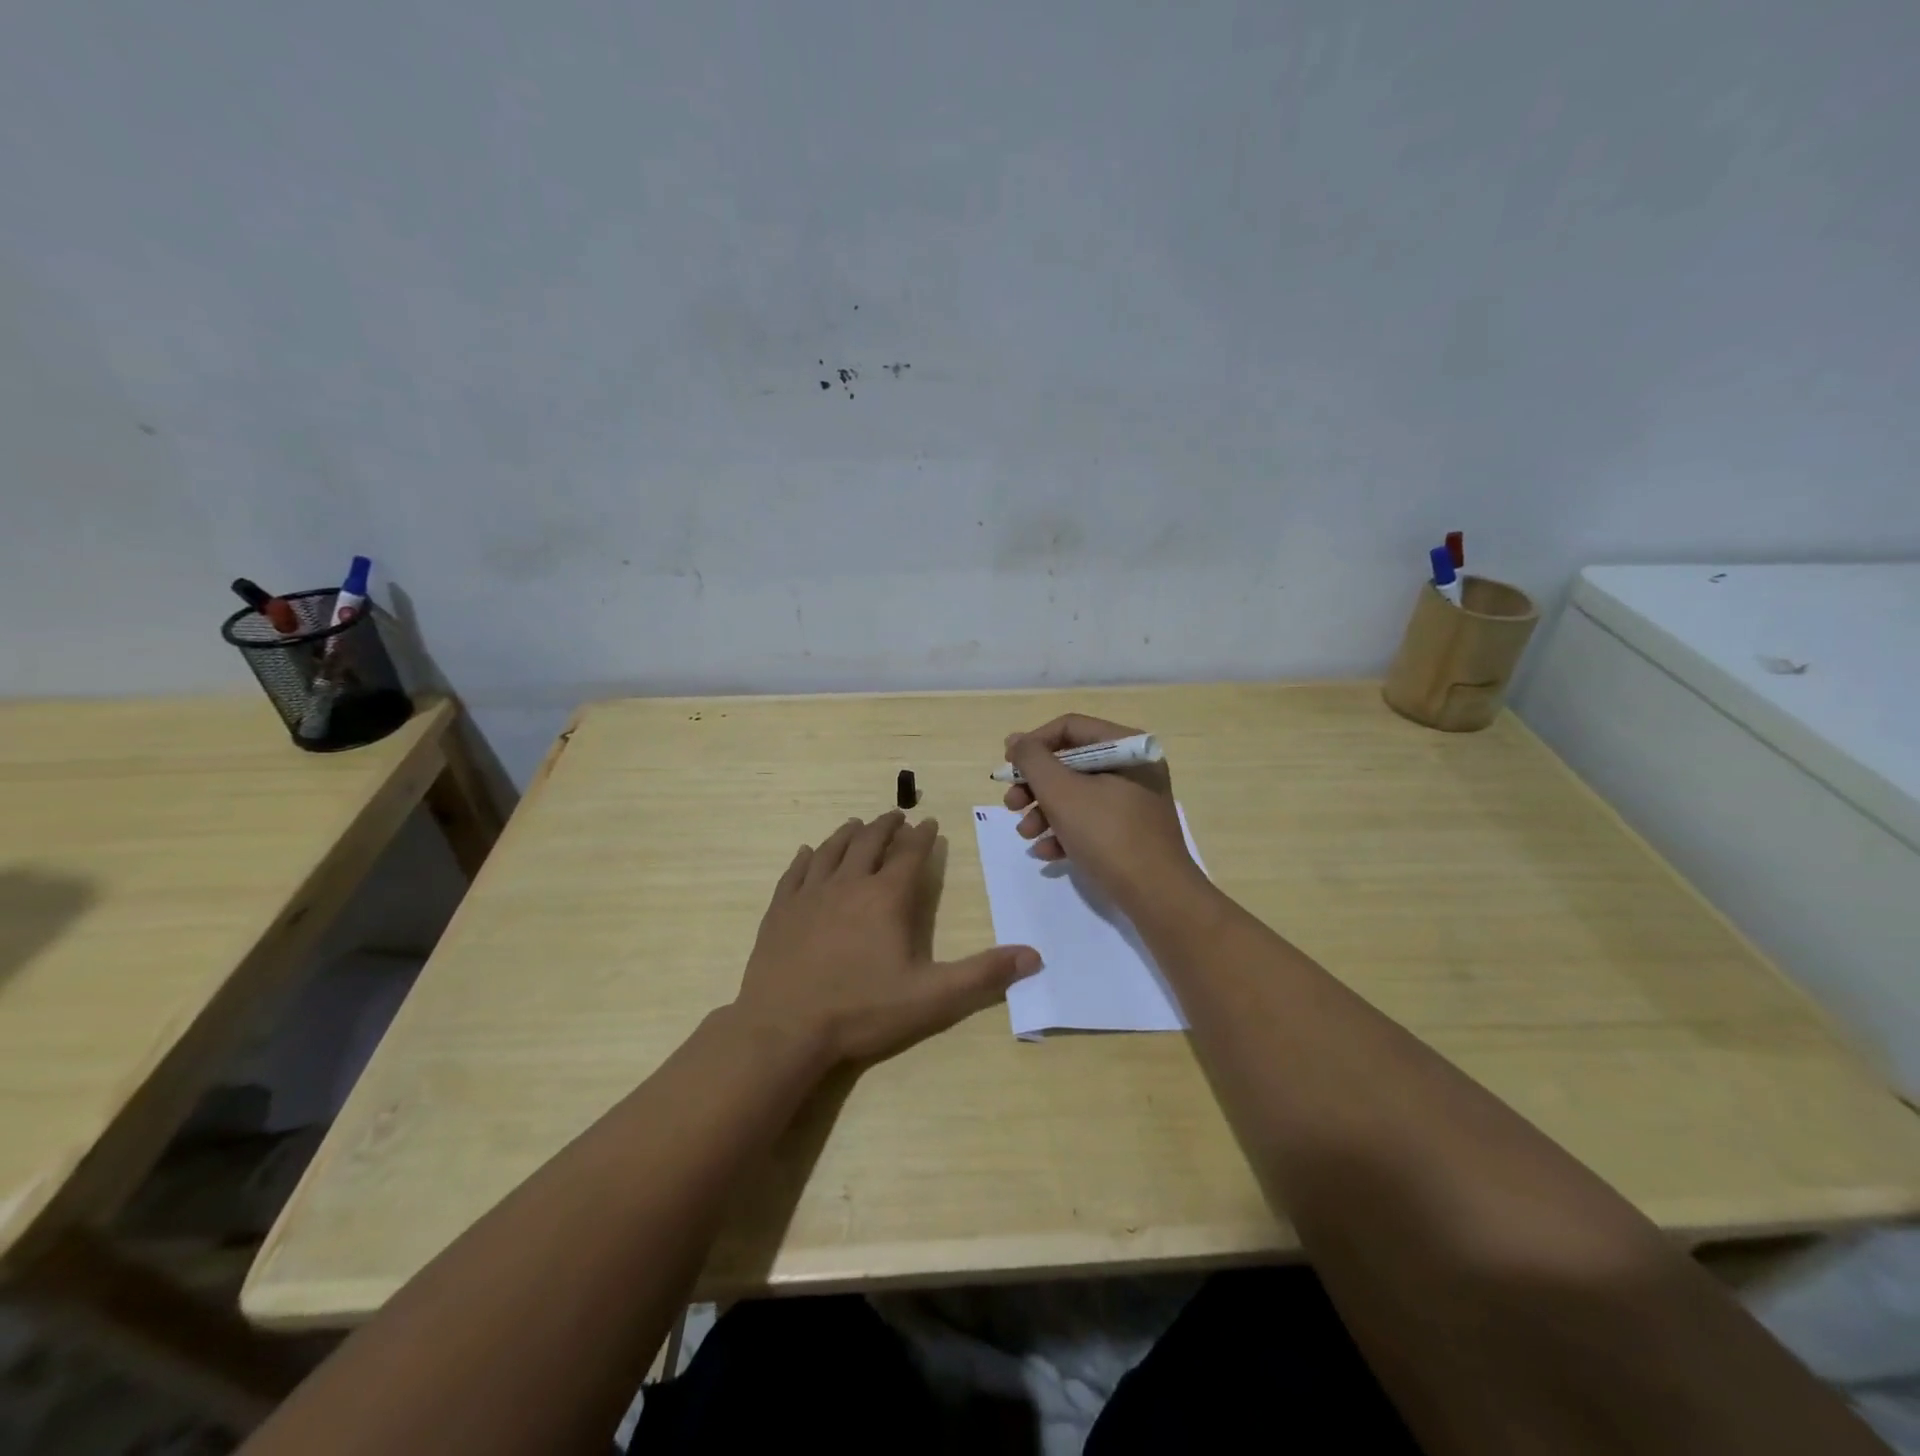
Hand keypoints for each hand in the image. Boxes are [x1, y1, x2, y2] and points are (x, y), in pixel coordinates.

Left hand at [733, 811, 1039, 1065]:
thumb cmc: (861, 1010)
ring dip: (849, 834)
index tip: (929, 823)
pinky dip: (807, 857)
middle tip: (897, 816)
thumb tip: (1033, 955)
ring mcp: (809, 895)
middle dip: (886, 826)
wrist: (784, 1028)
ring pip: (832, 850)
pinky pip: (796, 872)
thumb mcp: (932, 998)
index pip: (910, 855)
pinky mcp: (781, 910)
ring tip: (858, 823)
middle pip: (870, 842)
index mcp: (886, 898)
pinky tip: (809, 852)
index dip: (922, 837)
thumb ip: (983, 974)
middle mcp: (848, 884)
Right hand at [1003, 714, 1201, 908]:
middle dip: (1035, 786)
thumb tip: (1015, 741)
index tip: (1008, 767)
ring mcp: (1134, 801)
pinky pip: (1091, 820)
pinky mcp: (1131, 831)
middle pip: (1070, 763)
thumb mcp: (1062, 792)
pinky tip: (1046, 853)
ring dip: (1044, 812)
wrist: (1157, 895)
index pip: (1069, 728)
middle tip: (1011, 805)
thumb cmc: (1108, 834)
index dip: (1033, 744)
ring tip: (1026, 835)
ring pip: (1077, 794)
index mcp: (1125, 746)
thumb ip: (1033, 761)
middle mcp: (1132, 767)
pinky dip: (1065, 832)